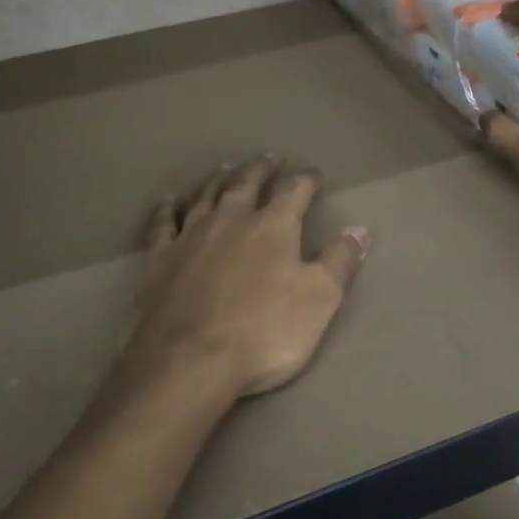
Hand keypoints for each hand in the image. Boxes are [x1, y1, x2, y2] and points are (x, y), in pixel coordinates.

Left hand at [128, 157, 368, 396]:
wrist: (190, 361)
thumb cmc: (265, 332)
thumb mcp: (319, 299)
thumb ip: (339, 261)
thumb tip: (360, 229)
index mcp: (272, 227)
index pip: (294, 191)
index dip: (307, 180)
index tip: (315, 175)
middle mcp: (230, 220)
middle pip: (246, 184)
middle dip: (261, 170)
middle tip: (268, 158)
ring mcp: (190, 237)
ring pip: (206, 196)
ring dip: (218, 180)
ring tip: (226, 168)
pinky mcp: (159, 259)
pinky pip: (163, 223)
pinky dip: (168, 209)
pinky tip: (168, 201)